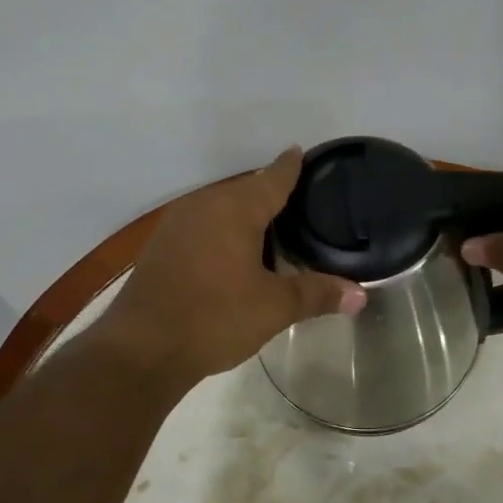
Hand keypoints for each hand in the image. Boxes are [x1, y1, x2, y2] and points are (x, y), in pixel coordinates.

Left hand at [94, 148, 365, 384]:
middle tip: (301, 207)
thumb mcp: (274, 307)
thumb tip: (361, 295)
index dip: (292, 166)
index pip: (273, 177)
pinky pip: (202, 228)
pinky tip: (233, 256)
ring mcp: (177, 225)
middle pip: (245, 191)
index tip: (302, 154)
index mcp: (235, 208)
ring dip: (244, 218)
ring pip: (220, 210)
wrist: (142, 349)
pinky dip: (222, 234)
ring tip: (273, 233)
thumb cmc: (215, 317)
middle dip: (270, 196)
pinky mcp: (161, 247)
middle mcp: (204, 205)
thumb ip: (317, 295)